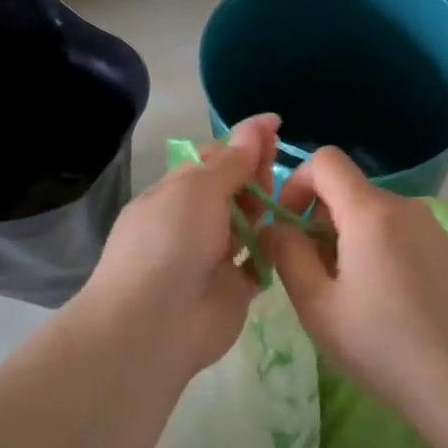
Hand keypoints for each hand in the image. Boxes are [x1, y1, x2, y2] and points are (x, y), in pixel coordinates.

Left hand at [77, 113, 279, 374]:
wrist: (154, 324)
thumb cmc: (170, 242)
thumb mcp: (198, 189)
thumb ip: (234, 159)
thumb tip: (260, 122)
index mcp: (175, 193)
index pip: (213, 159)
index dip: (244, 142)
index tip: (277, 127)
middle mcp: (193, 222)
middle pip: (234, 188)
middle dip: (257, 174)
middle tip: (277, 170)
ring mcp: (213, 256)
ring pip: (249, 223)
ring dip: (267, 208)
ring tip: (292, 198)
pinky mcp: (234, 288)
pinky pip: (260, 261)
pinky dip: (274, 248)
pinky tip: (292, 233)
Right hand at [262, 147, 447, 415]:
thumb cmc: (379, 344)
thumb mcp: (316, 304)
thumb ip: (286, 253)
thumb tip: (274, 226)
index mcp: (370, 211)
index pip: (325, 160)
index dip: (296, 183)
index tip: (288, 227)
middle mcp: (404, 205)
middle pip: (346, 189)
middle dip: (318, 220)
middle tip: (313, 274)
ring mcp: (429, 225)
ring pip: (370, 211)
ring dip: (345, 236)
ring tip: (347, 292)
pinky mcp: (443, 247)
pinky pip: (395, 229)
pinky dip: (374, 246)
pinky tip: (380, 297)